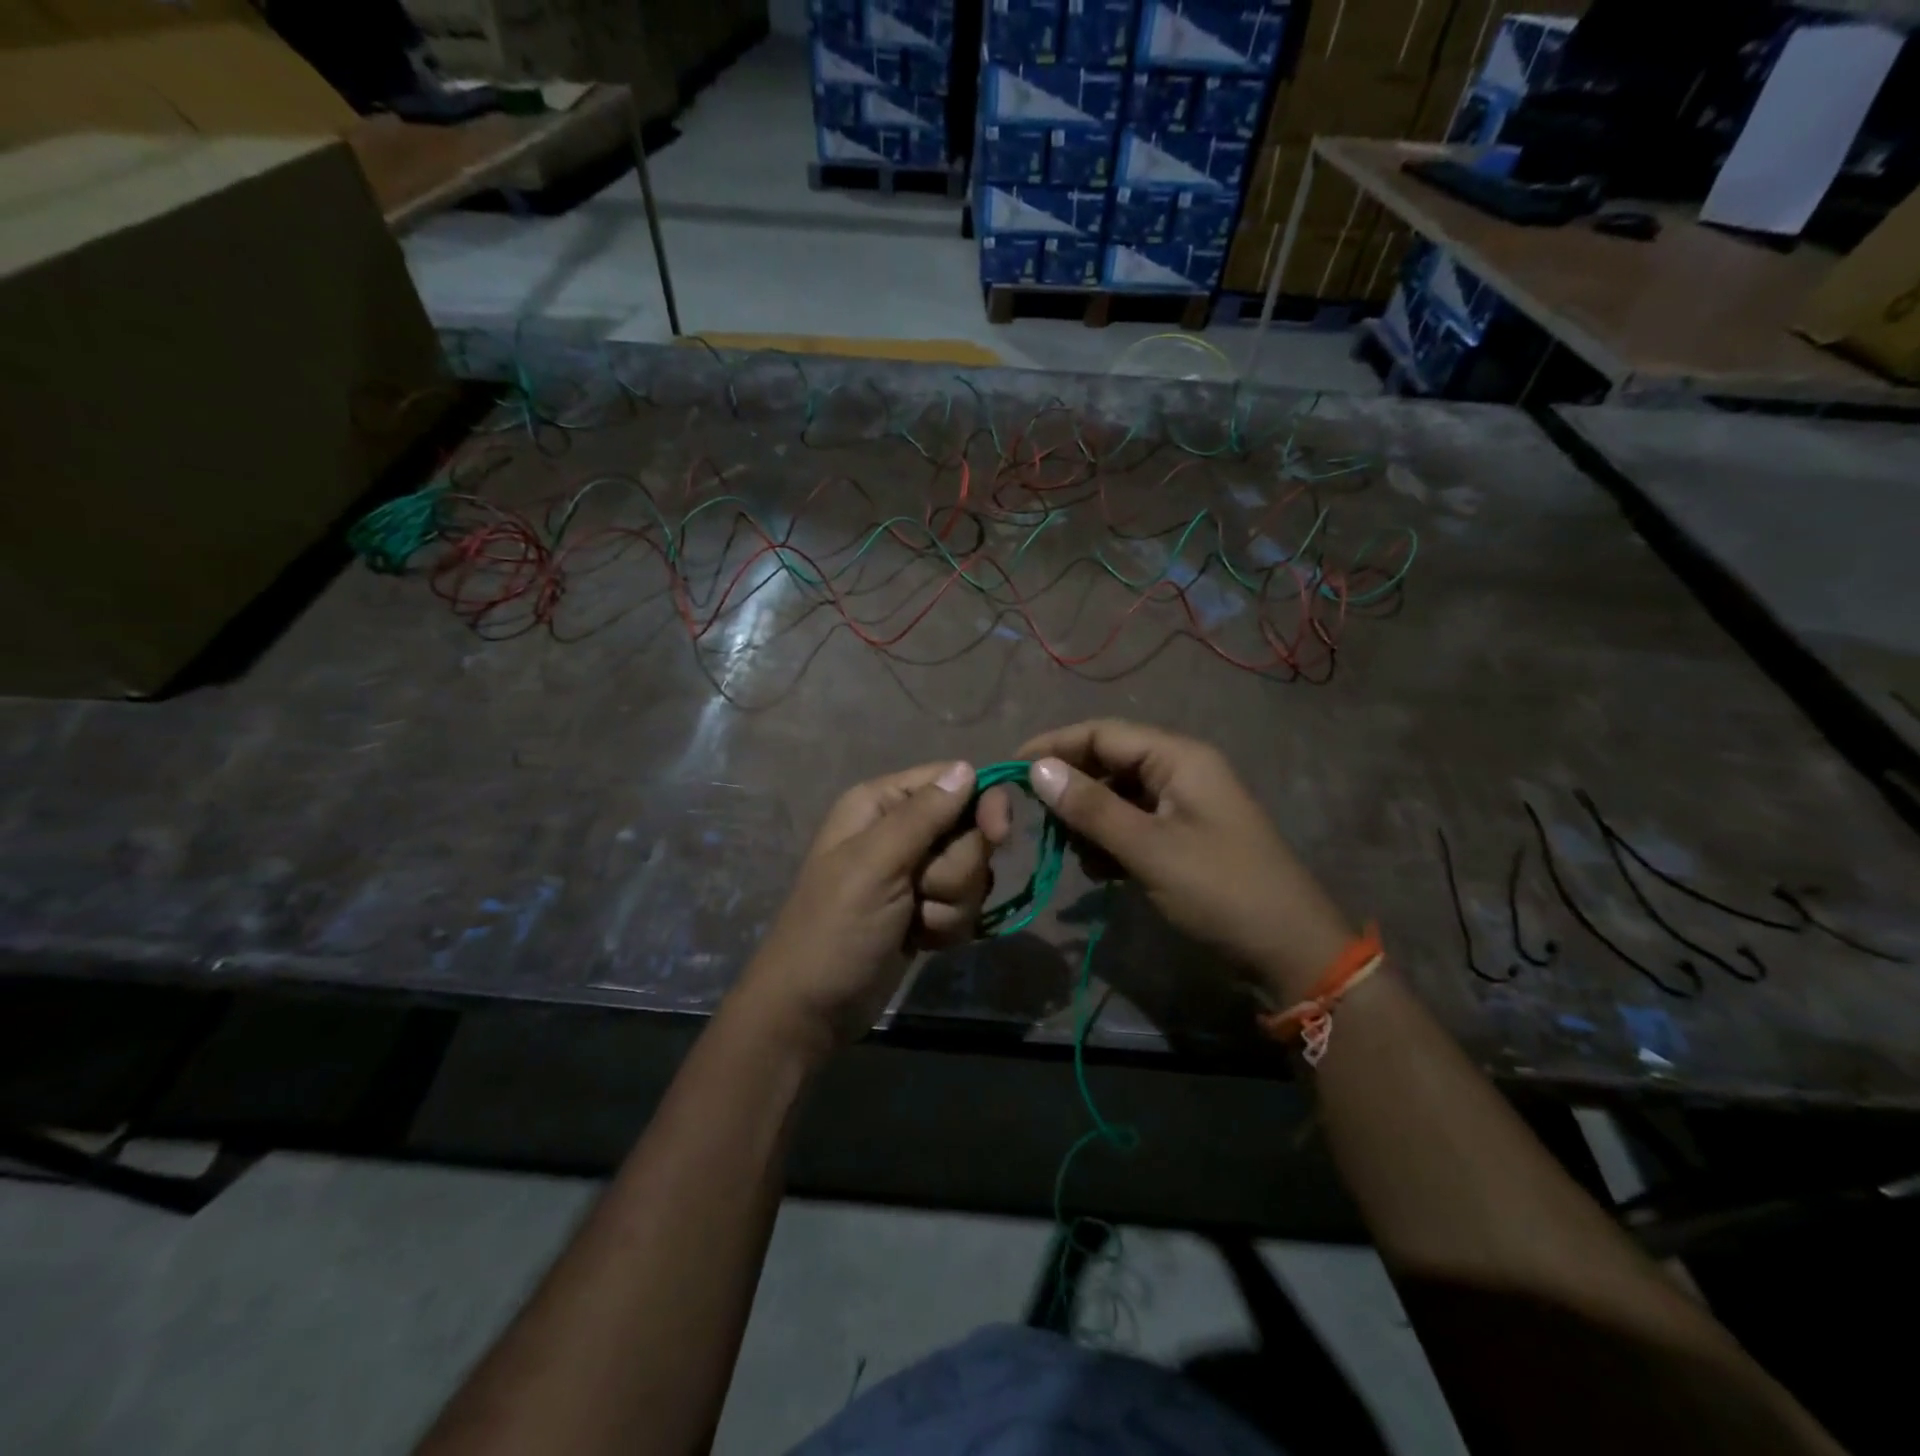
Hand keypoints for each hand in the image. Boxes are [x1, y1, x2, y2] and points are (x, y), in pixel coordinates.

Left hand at [733, 761, 1010, 1055]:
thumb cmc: (835, 929)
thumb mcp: (875, 865)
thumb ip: (923, 815)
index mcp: (881, 804)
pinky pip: (966, 904)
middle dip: (956, 871)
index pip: (953, 781)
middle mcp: (901, 830)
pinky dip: (948, 926)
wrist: (813, 1010)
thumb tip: (967, 767)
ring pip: (973, 872)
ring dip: (951, 904)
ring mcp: (916, 872)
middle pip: (970, 830)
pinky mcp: (928, 908)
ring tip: (914, 923)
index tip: (997, 835)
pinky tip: (919, 940)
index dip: (981, 805)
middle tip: (921, 893)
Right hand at [1018, 720, 1352, 995]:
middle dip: (1071, 789)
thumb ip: (1092, 808)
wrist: (1290, 952)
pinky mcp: (1182, 837)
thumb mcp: (1150, 849)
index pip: (1103, 733)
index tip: (1011, 769)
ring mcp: (1183, 805)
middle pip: (1109, 762)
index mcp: (1179, 758)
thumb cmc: (1221, 892)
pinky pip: (1132, 824)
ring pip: (1117, 796)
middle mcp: (1180, 771)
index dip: (1054, 746)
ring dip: (1088, 820)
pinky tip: (1098, 870)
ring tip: (1072, 854)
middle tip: (1037, 821)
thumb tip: (1037, 769)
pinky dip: (1109, 841)